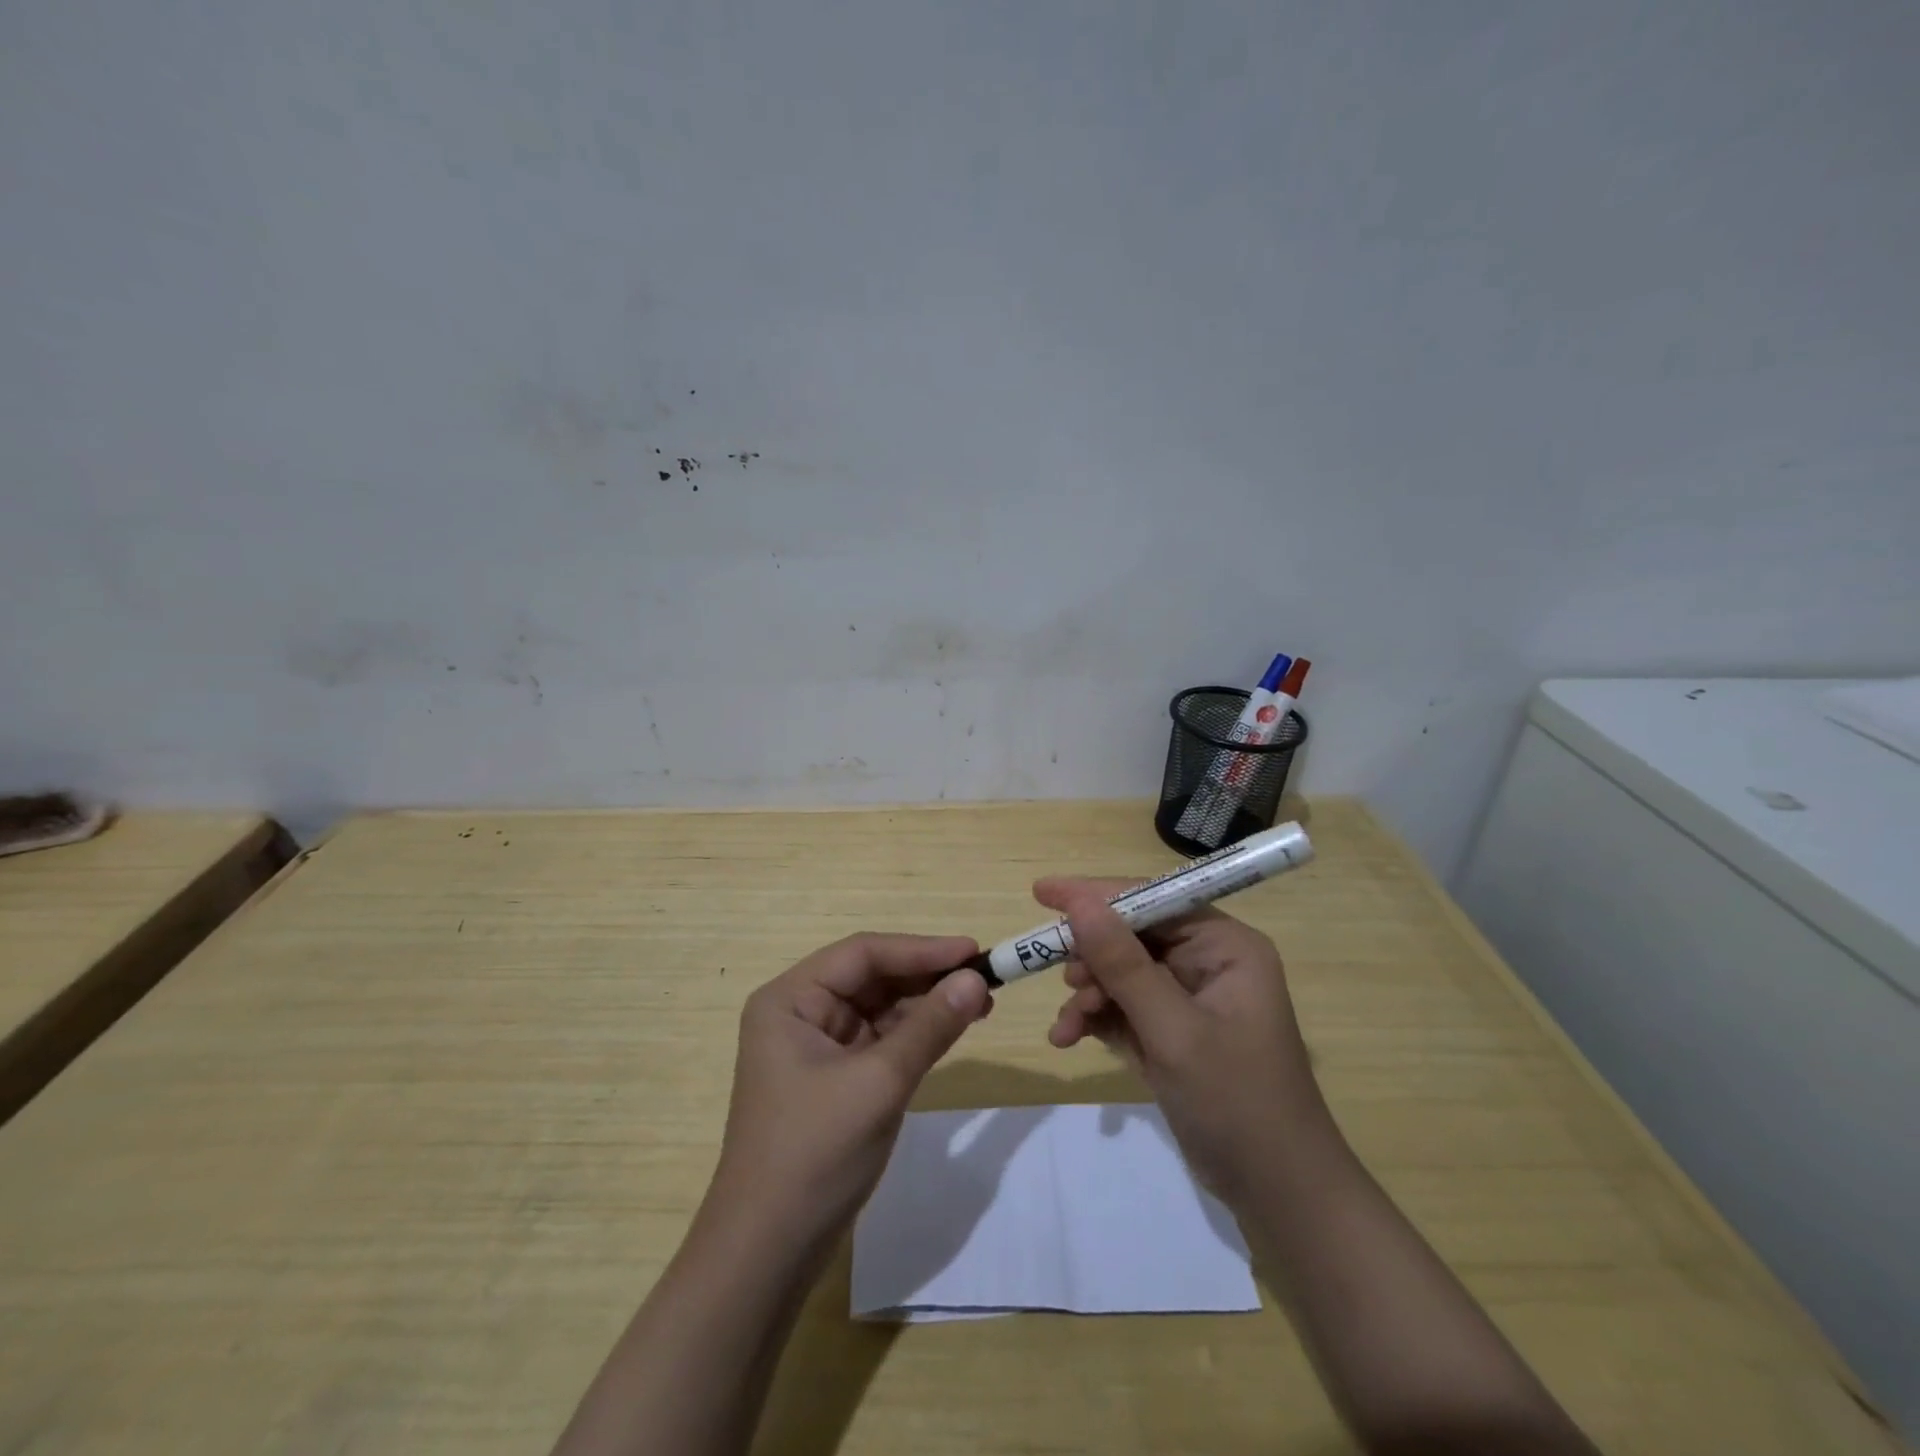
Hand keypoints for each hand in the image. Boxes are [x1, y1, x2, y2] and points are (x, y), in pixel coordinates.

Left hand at [708, 933, 991, 1260]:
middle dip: (926, 977)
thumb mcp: (879, 1084)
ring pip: (879, 1008)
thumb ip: (929, 1027)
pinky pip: (880, 1040)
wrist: (768, 1254)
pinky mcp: (834, 1078)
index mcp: (790, 1000)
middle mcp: (800, 1013)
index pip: (863, 954)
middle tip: (984, 979)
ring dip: (926, 1005)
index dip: (921, 949)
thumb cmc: (814, 1154)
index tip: (973, 951)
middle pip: (871, 977)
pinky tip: (951, 1030)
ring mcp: (816, 1047)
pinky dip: (915, 1034)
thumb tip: (977, 979)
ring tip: (980, 1003)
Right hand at [1039, 878, 1328, 1200]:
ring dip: (1088, 994)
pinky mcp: (1172, 1032)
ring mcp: (1188, 998)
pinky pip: (1122, 1007)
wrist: (1277, 1194)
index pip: (1153, 899)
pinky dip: (1095, 1019)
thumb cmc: (1236, 1102)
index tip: (1043, 893)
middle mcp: (1208, 962)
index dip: (1097, 894)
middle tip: (1058, 976)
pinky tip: (1069, 1038)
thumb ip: (1124, 965)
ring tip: (1068, 1026)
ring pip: (1121, 973)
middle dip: (1091, 957)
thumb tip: (1079, 903)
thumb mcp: (1174, 1031)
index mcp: (1224, 947)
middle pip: (1132, 936)